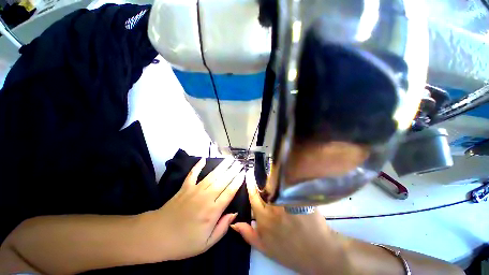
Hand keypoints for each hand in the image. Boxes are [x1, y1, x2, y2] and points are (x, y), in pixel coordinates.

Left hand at [148, 158, 244, 260]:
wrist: (157, 236)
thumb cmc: (184, 242)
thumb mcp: (207, 243)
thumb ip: (223, 228)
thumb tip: (234, 213)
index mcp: (212, 211)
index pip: (229, 192)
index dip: (237, 181)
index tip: (243, 173)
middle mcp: (206, 197)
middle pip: (223, 181)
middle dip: (233, 171)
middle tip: (240, 163)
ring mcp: (195, 190)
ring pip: (212, 175)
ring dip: (222, 166)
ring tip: (229, 159)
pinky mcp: (185, 187)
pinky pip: (193, 174)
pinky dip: (198, 166)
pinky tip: (203, 159)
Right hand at [231, 169, 352, 274]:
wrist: (318, 253)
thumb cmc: (290, 252)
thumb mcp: (265, 248)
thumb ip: (248, 234)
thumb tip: (234, 222)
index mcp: (263, 218)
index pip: (253, 195)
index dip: (250, 184)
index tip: (248, 174)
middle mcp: (274, 206)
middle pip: (265, 186)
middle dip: (264, 182)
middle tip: (266, 180)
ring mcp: (288, 200)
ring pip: (277, 183)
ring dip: (275, 180)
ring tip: (276, 180)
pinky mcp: (299, 197)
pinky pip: (289, 184)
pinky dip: (286, 181)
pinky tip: (287, 182)